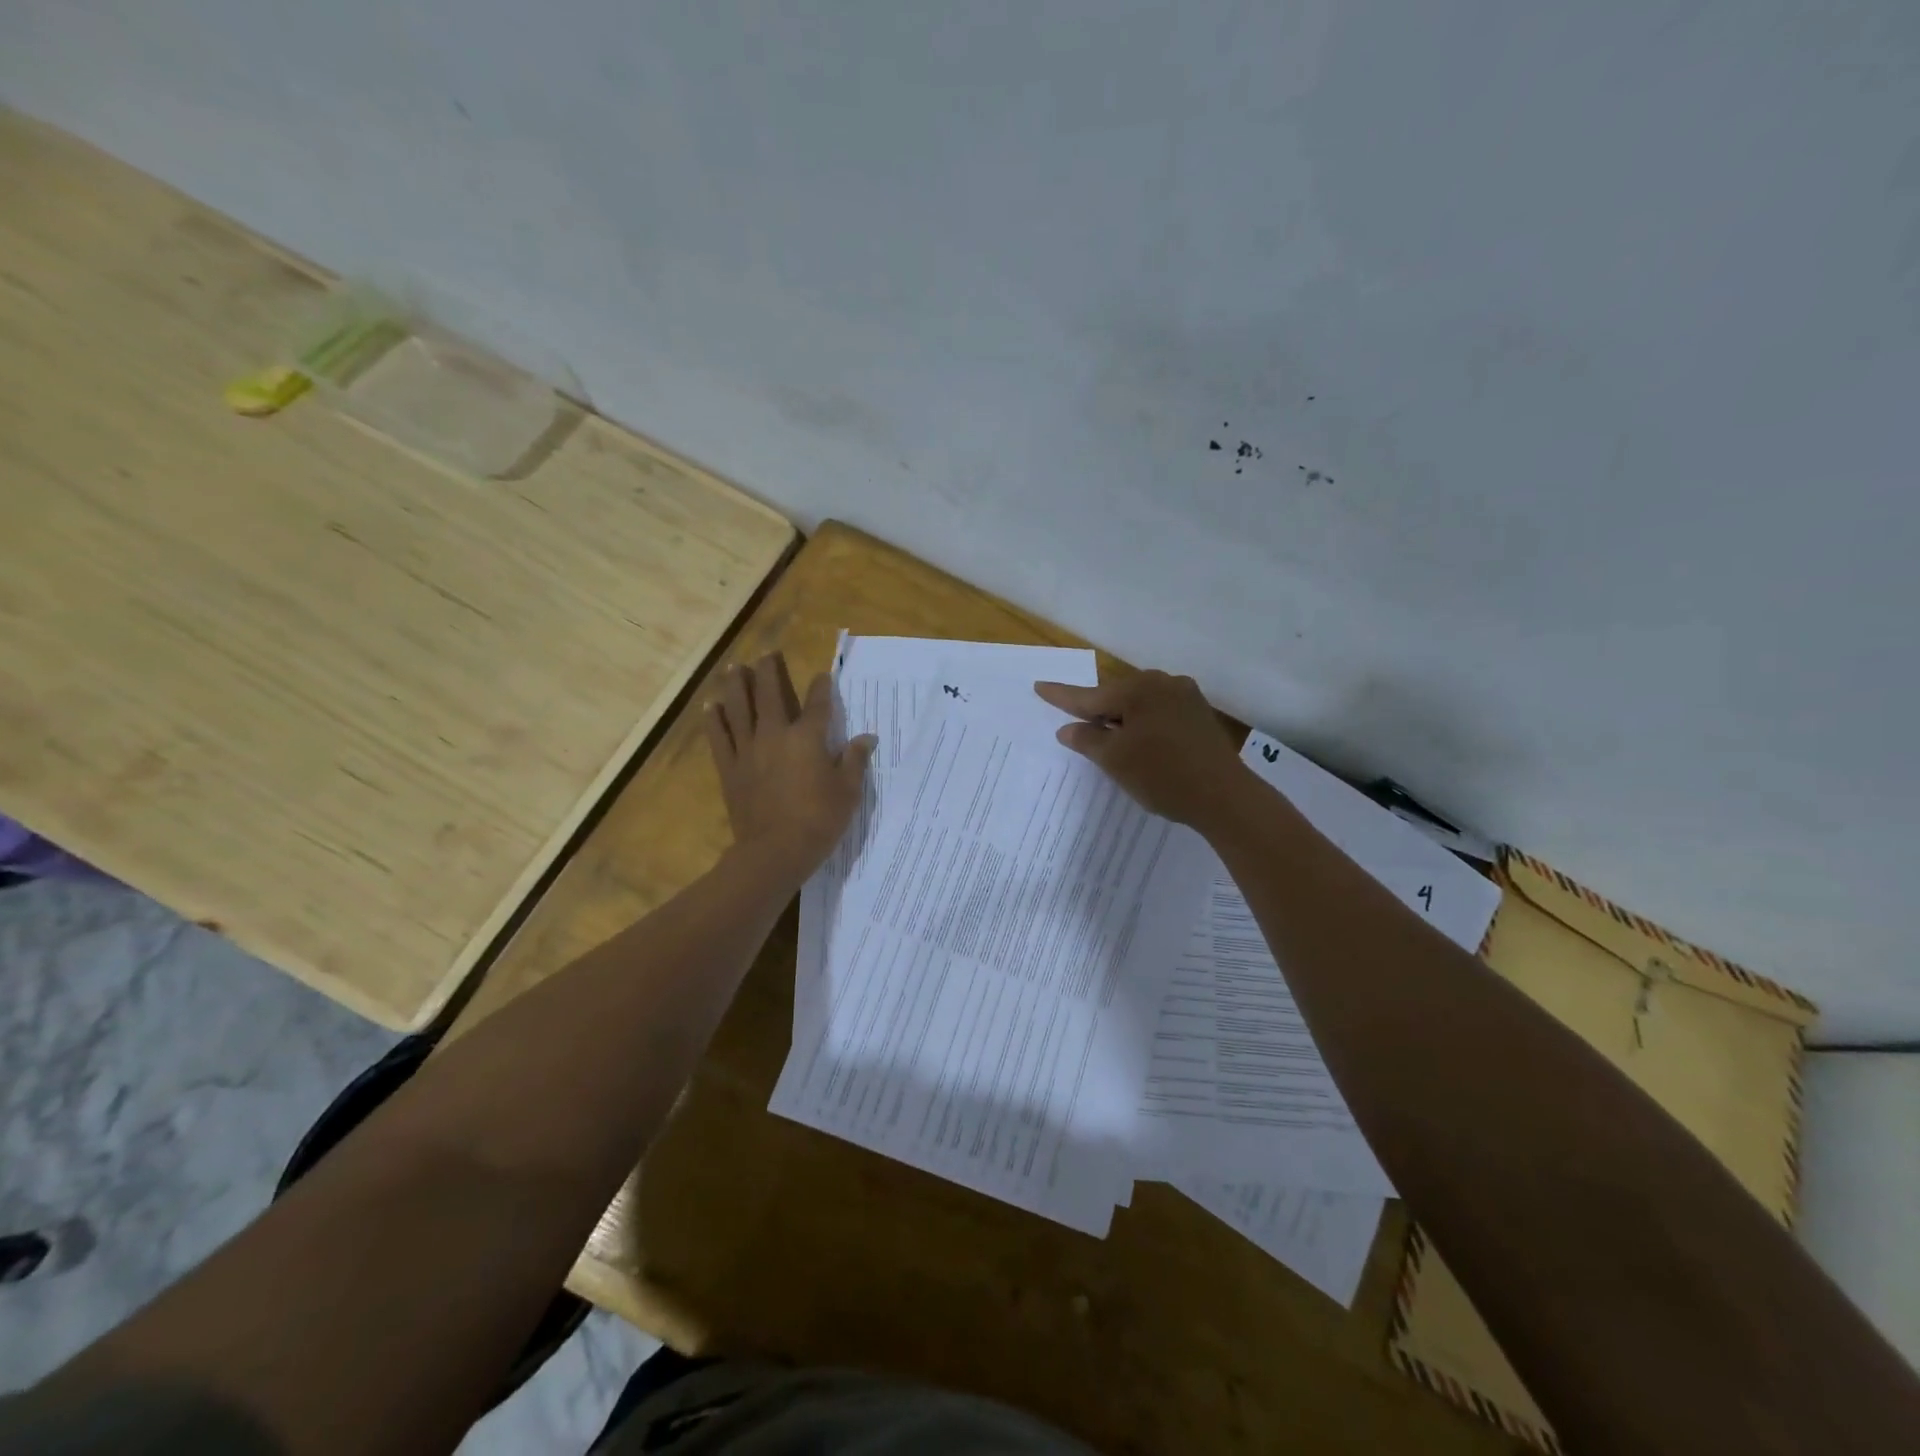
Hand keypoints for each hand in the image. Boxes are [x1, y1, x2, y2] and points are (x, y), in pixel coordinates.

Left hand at [704, 653, 875, 878]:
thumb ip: (855, 761)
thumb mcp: (848, 792)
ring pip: (738, 708)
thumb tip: (866, 737)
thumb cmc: (818, 821)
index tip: (822, 675)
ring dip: (735, 685)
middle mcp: (775, 735)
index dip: (821, 687)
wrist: (774, 852)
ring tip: (733, 667)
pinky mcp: (729, 768)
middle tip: (767, 654)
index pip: (818, 704)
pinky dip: (715, 719)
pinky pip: (719, 737)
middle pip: (769, 694)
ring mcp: (748, 750)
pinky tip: (711, 706)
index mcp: (808, 738)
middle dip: (769, 671)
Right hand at [1033, 670, 1245, 825]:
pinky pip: (1159, 712)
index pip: (1089, 696)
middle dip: (1096, 711)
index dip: (1062, 696)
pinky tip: (1141, 743)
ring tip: (1109, 740)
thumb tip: (1068, 728)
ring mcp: (1185, 696)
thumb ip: (1087, 739)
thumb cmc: (1162, 776)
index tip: (1039, 686)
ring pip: (1139, 704)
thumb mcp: (1115, 760)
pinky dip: (1143, 724)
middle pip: (1116, 697)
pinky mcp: (1199, 714)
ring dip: (1122, 719)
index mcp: (1137, 689)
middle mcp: (1162, 683)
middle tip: (1076, 725)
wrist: (1225, 797)